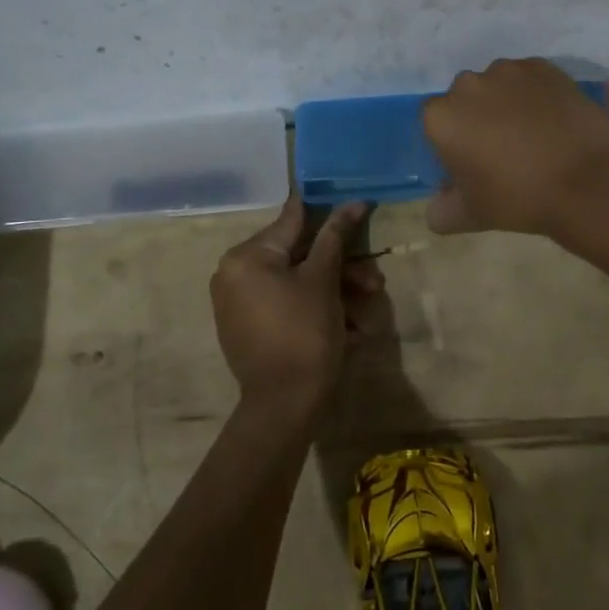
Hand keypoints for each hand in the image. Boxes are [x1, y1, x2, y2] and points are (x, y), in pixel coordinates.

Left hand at [210, 196, 380, 419]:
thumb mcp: (323, 281)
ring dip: (335, 291)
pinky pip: (287, 305)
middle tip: (374, 281)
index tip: (354, 203)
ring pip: (297, 283)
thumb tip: (352, 202)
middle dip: (341, 268)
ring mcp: (240, 303)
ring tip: (368, 310)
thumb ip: (335, 237)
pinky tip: (350, 327)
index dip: (327, 213)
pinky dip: (317, 309)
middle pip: (298, 257)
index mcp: (246, 257)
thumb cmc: (304, 334)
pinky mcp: (250, 328)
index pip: (292, 221)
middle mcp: (235, 274)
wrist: (284, 407)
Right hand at [421, 58, 608, 235]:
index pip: (434, 123)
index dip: (450, 141)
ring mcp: (507, 71)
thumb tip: (437, 207)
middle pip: (464, 98)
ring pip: (497, 85)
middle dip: (476, 117)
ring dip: (505, 102)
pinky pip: (529, 78)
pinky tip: (552, 120)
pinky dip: (534, 94)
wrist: (587, 181)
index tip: (469, 161)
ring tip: (532, 133)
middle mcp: (467, 84)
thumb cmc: (518, 198)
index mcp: (441, 117)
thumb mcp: (471, 215)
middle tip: (501, 148)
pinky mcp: (543, 66)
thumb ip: (442, 211)